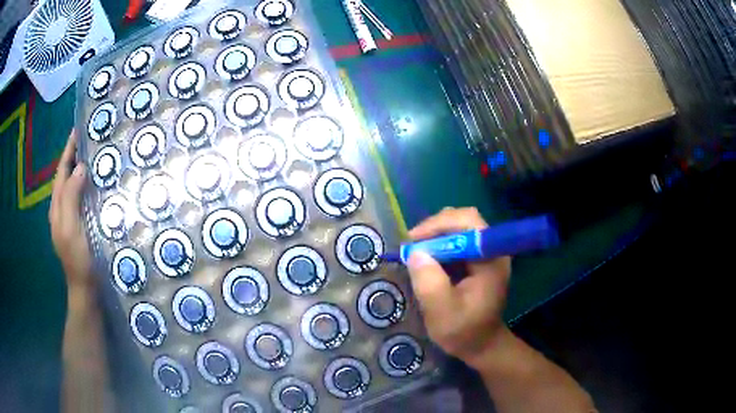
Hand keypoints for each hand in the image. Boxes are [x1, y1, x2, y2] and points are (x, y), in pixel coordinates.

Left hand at [49, 130, 92, 288]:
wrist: (85, 289)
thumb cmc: (78, 260)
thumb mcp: (71, 229)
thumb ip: (71, 198)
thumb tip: (80, 168)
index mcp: (57, 207)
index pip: (61, 172)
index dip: (68, 150)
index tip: (78, 129)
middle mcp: (60, 209)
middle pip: (65, 176)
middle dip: (74, 155)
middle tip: (89, 138)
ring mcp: (69, 217)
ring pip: (72, 185)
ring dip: (80, 168)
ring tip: (93, 154)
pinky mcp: (78, 224)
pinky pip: (80, 197)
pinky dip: (85, 185)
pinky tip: (95, 183)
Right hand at [406, 207, 511, 368]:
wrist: (481, 345)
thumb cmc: (464, 332)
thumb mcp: (442, 313)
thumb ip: (429, 283)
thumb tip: (415, 253)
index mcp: (491, 259)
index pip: (469, 222)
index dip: (439, 225)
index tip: (414, 241)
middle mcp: (492, 249)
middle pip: (463, 220)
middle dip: (434, 229)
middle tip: (411, 246)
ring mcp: (485, 253)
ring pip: (458, 228)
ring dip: (434, 236)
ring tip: (416, 253)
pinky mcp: (477, 259)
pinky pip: (456, 240)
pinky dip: (438, 245)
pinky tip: (426, 259)